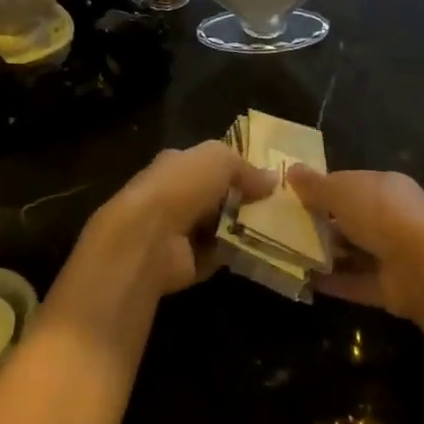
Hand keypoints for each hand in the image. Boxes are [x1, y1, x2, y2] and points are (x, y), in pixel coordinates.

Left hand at [73, 142, 276, 302]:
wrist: (148, 238)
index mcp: (175, 165)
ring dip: (239, 229)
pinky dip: (232, 255)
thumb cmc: (181, 187)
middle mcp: (172, 196)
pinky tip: (256, 251)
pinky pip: (215, 256)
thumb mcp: (218, 159)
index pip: (206, 164)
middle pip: (213, 197)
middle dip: (241, 201)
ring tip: (274, 229)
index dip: (234, 169)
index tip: (266, 179)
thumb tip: (272, 179)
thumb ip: (245, 167)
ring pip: (216, 227)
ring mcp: (176, 232)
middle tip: (275, 206)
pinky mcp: (182, 264)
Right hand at [286, 168, 423, 321]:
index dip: (322, 189)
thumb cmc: (381, 214)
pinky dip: (332, 282)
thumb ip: (316, 185)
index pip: (349, 184)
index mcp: (385, 187)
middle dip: (321, 223)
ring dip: (324, 254)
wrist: (423, 266)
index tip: (293, 198)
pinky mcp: (388, 287)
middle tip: (285, 228)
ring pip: (352, 252)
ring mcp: (391, 254)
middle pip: (349, 219)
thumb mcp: (342, 191)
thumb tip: (291, 171)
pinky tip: (304, 281)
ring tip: (288, 255)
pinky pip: (354, 282)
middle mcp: (390, 217)